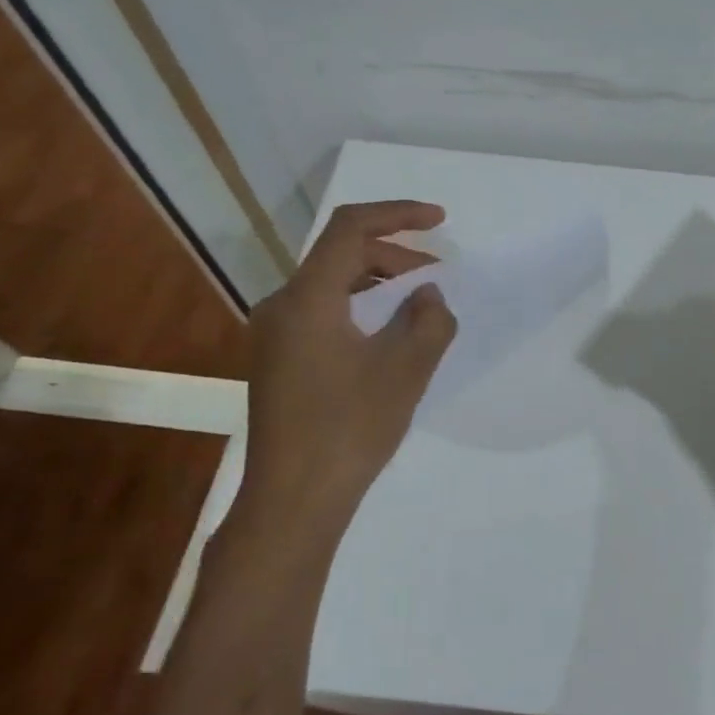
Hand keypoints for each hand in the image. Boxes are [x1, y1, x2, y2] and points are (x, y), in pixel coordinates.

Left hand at [243, 201, 457, 526]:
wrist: (293, 500)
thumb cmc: (350, 427)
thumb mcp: (406, 369)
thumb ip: (429, 319)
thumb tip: (426, 295)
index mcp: (307, 298)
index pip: (350, 229)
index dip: (398, 214)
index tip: (440, 221)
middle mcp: (282, 306)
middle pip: (340, 255)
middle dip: (394, 254)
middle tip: (438, 274)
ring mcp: (275, 336)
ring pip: (331, 285)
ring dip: (378, 282)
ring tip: (419, 302)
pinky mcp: (278, 361)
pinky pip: (322, 313)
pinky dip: (360, 308)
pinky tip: (387, 335)